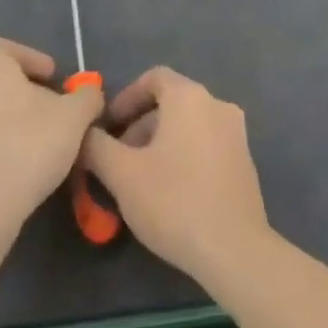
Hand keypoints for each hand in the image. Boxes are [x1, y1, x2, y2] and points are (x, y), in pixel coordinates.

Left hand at [0, 36, 102, 231]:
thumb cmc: (29, 146)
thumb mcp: (75, 117)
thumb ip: (87, 97)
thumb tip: (89, 94)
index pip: (0, 47)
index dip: (29, 56)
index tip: (51, 77)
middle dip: (25, 91)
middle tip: (53, 110)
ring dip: (12, 117)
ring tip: (41, 140)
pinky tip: (22, 163)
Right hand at [84, 67, 269, 283]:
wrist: (234, 249)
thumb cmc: (174, 202)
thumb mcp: (122, 175)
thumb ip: (96, 146)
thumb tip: (83, 134)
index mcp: (190, 97)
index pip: (154, 78)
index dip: (125, 98)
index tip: (106, 127)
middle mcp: (217, 104)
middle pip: (170, 102)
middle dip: (139, 125)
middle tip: (116, 159)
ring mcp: (235, 132)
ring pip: (187, 125)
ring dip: (159, 142)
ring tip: (138, 179)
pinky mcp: (244, 160)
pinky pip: (205, 143)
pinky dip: (182, 154)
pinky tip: (168, 191)